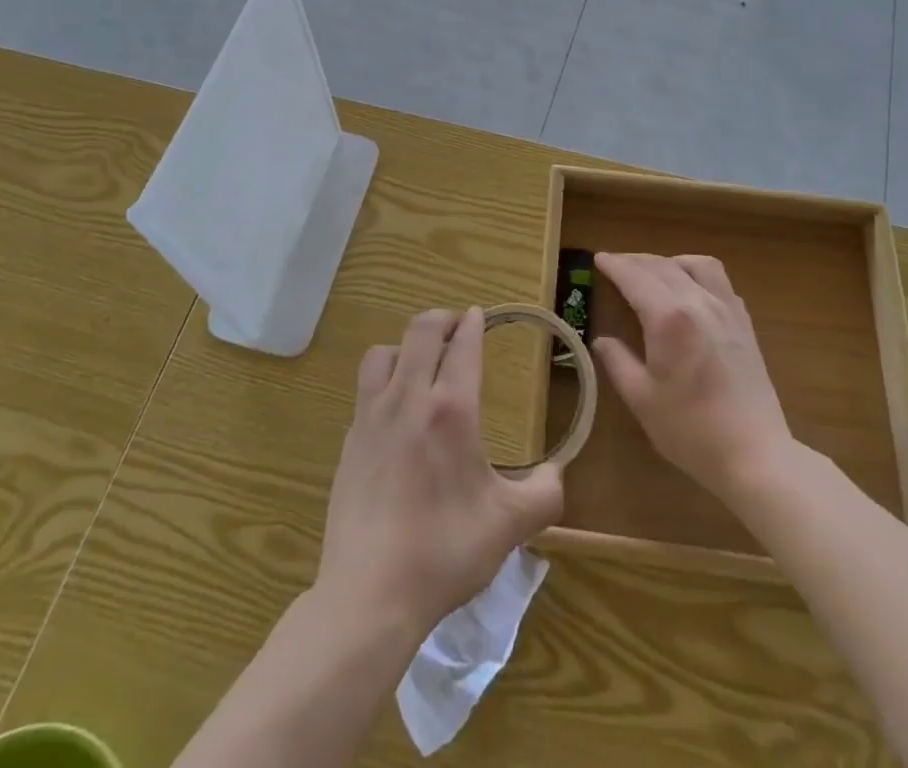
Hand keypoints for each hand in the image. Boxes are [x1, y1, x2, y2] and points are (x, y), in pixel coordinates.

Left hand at [318, 307, 562, 636]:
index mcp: (451, 409)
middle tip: (457, 326)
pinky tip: (396, 409)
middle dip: (442, 319)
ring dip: (407, 345)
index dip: (473, 323)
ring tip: (422, 362)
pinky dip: (385, 379)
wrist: (369, 592)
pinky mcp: (350, 439)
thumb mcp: (509, 526)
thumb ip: (544, 493)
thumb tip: (557, 472)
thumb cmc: (445, 551)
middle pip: (421, 331)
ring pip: (384, 352)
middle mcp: (408, 398)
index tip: (479, 315)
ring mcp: (372, 416)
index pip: (463, 345)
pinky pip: (366, 387)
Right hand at [591, 253, 793, 507]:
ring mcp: (726, 310)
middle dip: (635, 260)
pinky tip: (690, 292)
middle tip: (615, 265)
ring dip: (669, 262)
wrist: (755, 455)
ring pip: (696, 265)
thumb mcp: (642, 399)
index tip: (598, 258)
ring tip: (654, 273)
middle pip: (662, 266)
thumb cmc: (691, 430)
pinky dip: (697, 274)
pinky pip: (719, 281)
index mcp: (669, 318)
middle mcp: (698, 302)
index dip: (614, 265)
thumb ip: (618, 362)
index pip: (635, 277)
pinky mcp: (744, 323)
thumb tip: (601, 340)